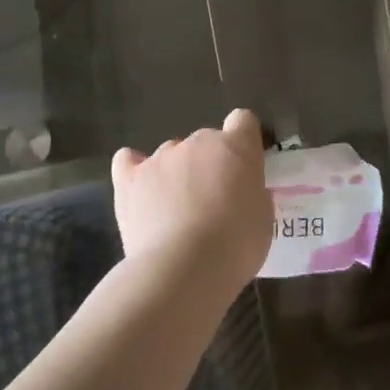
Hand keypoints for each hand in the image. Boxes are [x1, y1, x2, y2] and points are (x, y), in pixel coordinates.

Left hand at [111, 109, 271, 295]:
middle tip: (212, 202)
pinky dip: (133, 170)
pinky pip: (128, 161)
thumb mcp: (262, 217)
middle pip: (205, 141)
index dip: (243, 142)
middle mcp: (197, 142)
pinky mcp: (129, 179)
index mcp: (236, 147)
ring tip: (175, 212)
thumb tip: (238, 191)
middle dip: (209, 164)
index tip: (243, 169)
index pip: (243, 121)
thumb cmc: (235, 245)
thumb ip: (251, 192)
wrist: (183, 269)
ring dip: (176, 173)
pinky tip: (138, 188)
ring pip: (171, 154)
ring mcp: (160, 157)